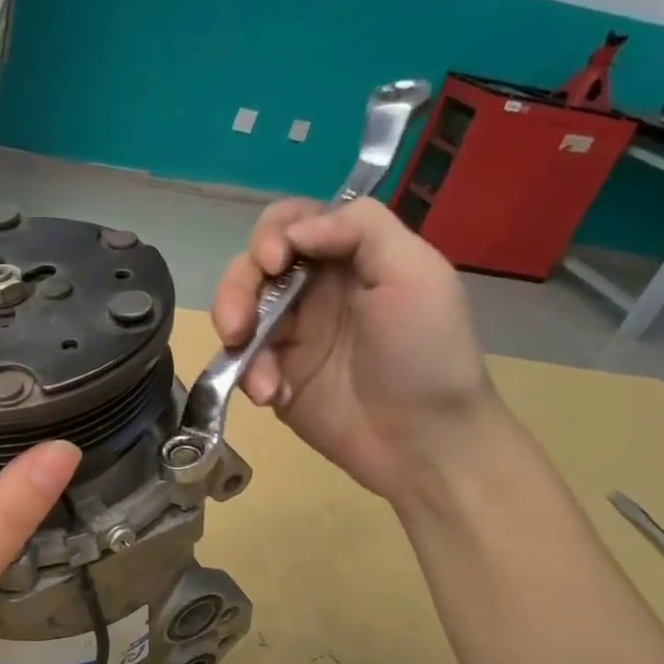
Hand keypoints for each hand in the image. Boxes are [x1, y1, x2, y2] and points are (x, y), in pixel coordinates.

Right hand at [211, 198, 496, 501]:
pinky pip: (240, 362)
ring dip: (235, 334)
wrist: (423, 441)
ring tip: (258, 374)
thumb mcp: (416, 273)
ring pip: (237, 311)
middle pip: (253, 265)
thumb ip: (361, 228)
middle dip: (237, 289)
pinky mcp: (273, 376)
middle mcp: (314, 289)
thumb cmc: (427, 353)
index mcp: (350, 257)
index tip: (275, 263)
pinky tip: (272, 394)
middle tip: (238, 326)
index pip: (292, 222)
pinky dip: (248, 375)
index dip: (272, 234)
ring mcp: (290, 335)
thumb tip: (295, 231)